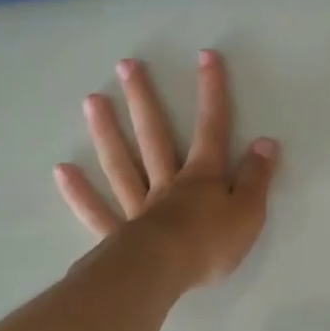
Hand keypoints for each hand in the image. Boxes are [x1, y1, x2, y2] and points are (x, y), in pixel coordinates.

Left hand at [54, 49, 278, 288]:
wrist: (164, 274)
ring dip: (107, 132)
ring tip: (91, 101)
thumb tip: (266, 142)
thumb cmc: (210, 244)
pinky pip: (96, 211)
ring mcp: (138, 207)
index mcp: (201, 178)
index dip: (211, 93)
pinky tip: (62, 170)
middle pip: (154, 136)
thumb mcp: (248, 212)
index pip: (211, 129)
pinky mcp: (118, 234)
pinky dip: (79, 192)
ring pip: (121, 164)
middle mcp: (166, 183)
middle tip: (125, 66)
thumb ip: (257, 178)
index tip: (205, 56)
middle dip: (143, 100)